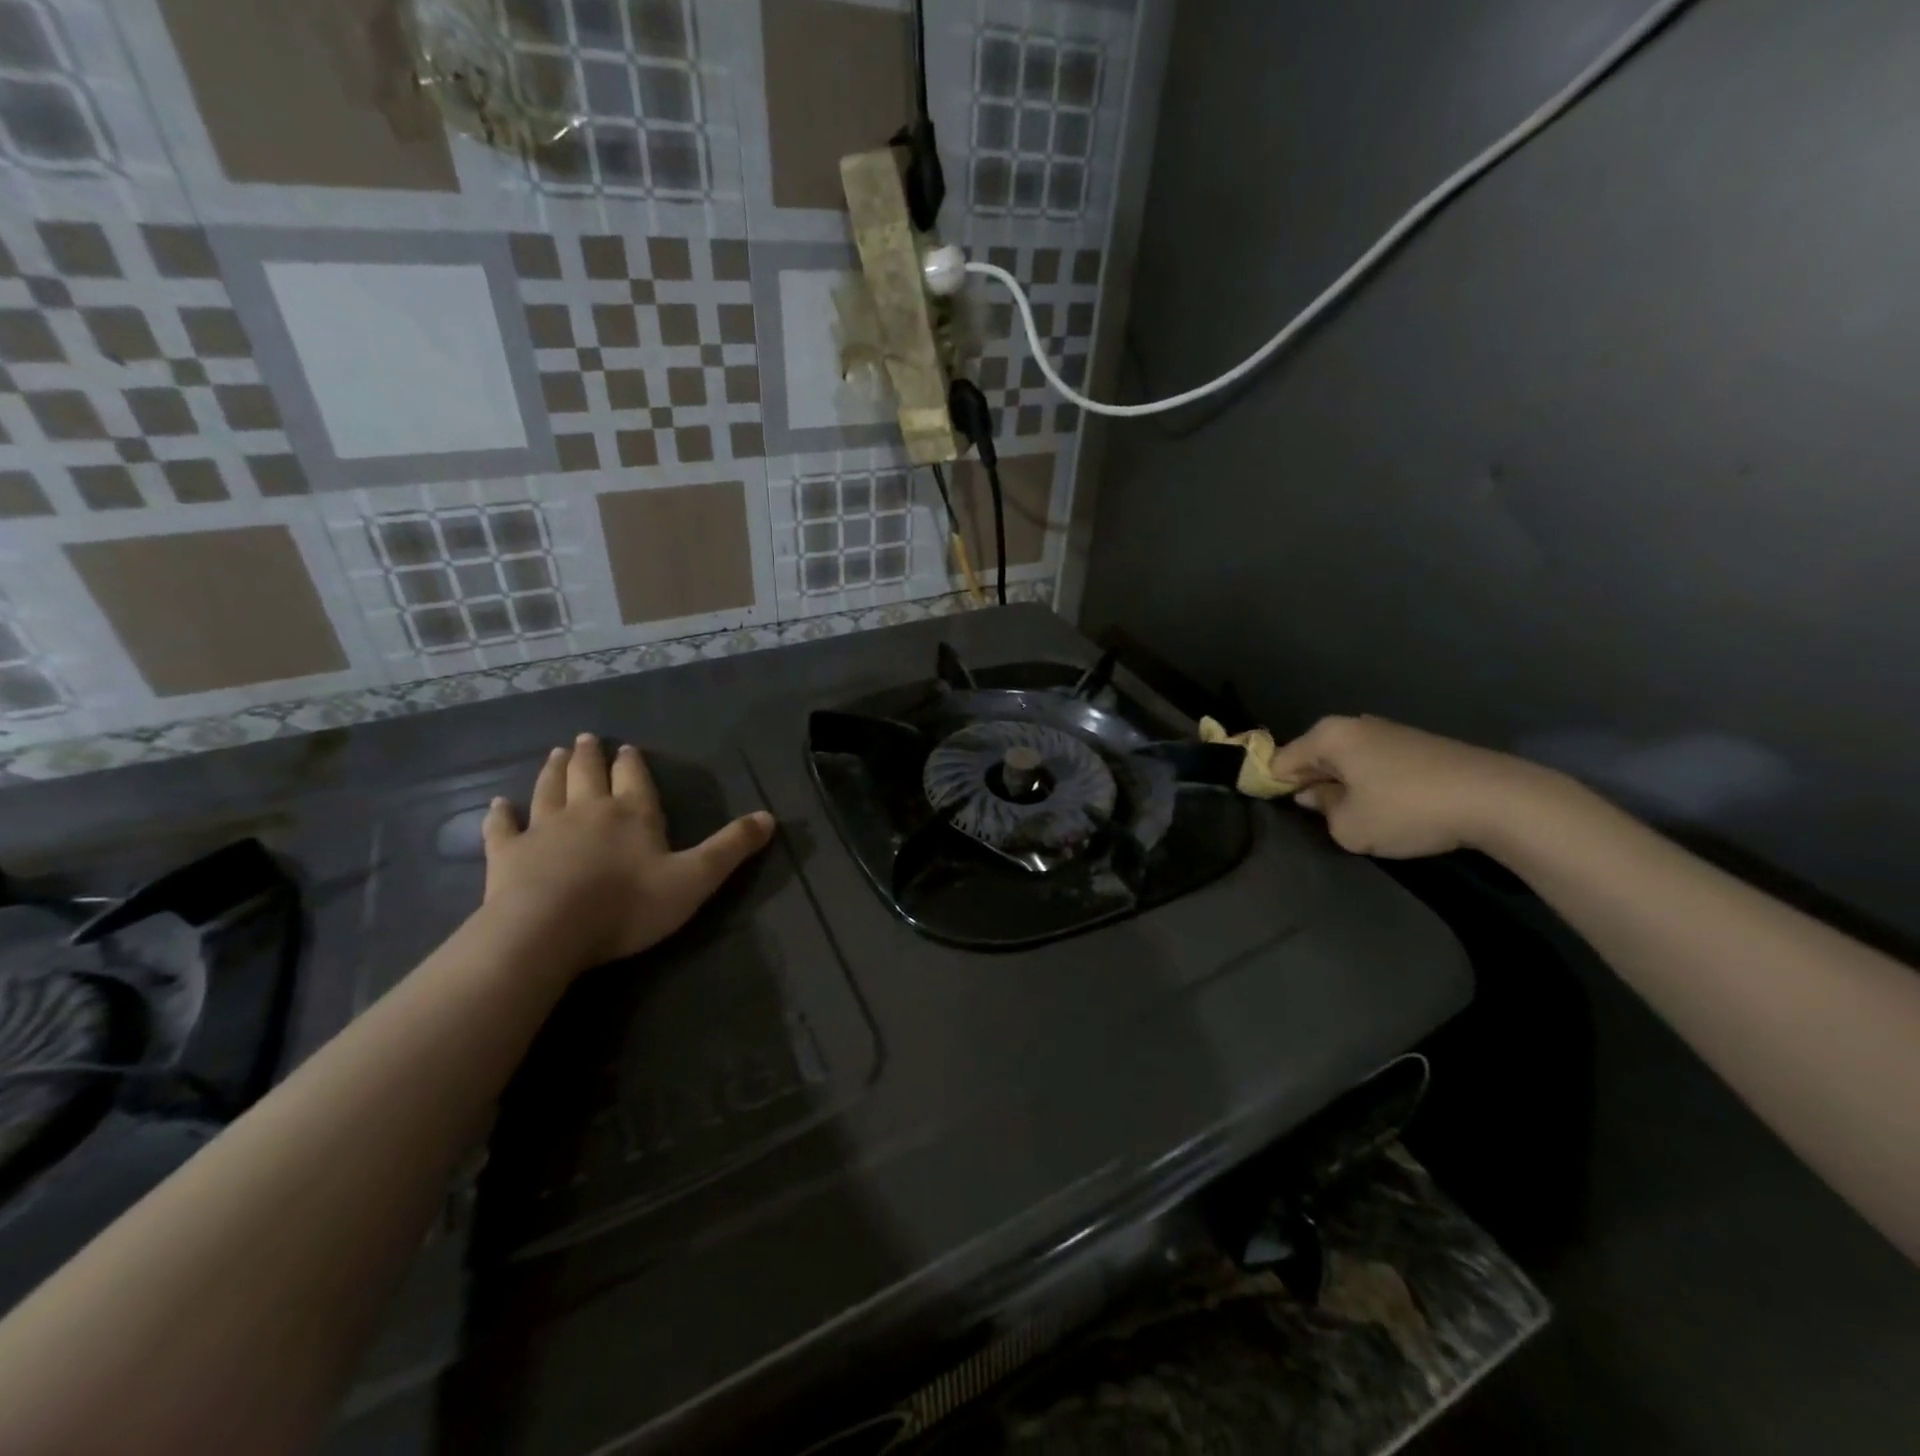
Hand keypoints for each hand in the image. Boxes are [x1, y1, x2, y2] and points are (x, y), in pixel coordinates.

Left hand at [480, 734, 775, 971]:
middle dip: (590, 756)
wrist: (547, 931)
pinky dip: (500, 815)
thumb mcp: (695, 879)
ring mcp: (543, 830)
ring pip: (549, 790)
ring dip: (553, 771)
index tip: (626, 747)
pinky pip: (503, 828)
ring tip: (554, 754)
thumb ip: (731, 848)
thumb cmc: (628, 904)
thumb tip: (770, 817)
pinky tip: (498, 804)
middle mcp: (588, 811)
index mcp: (633, 814)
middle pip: (588, 775)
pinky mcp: (507, 855)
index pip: (635, 779)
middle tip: (585, 738)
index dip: (632, 763)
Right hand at [1266, 715, 1559, 858]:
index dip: (1272, 787)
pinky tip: (1384, 808)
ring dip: (1342, 786)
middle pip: (1314, 757)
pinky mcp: (1418, 745)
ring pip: (1346, 761)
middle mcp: (1354, 724)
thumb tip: (1316, 797)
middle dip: (1309, 785)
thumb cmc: (1407, 809)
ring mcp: (1389, 732)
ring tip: (1351, 817)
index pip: (1280, 761)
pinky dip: (1370, 784)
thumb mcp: (1349, 826)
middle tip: (1314, 819)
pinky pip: (1374, 765)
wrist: (1496, 799)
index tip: (1274, 812)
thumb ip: (1322, 811)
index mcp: (1328, 735)